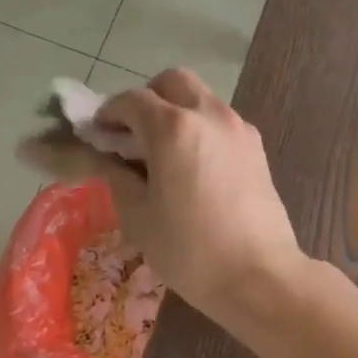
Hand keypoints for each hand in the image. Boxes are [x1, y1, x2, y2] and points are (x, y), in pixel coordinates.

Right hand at [89, 69, 305, 326]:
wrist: (259, 276)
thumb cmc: (189, 250)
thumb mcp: (138, 216)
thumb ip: (117, 176)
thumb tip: (106, 158)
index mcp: (173, 128)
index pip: (132, 100)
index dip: (108, 112)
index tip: (97, 134)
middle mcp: (208, 114)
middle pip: (172, 81)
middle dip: (147, 98)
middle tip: (132, 133)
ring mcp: (237, 127)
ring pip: (200, 97)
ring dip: (176, 110)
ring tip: (163, 152)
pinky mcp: (256, 146)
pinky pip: (220, 120)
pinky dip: (200, 127)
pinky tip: (192, 165)